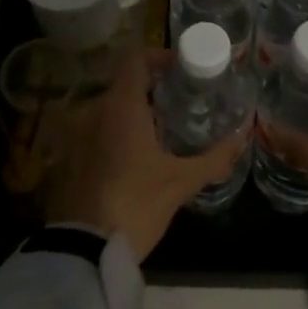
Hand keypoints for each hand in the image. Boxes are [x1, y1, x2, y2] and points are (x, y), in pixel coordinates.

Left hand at [43, 48, 248, 261]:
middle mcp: (93, 109)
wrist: (83, 251)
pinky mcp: (66, 157)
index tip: (180, 69)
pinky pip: (94, 132)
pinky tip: (133, 159)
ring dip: (132, 115)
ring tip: (159, 136)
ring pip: (108, 110)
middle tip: (178, 107)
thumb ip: (214, 157)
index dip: (159, 57)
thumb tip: (242, 137)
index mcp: (121, 105)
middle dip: (151, 92)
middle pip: (124, 85)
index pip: (136, 59)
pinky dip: (113, 135)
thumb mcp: (181, 182)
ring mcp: (75, 133)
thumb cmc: (136, 204)